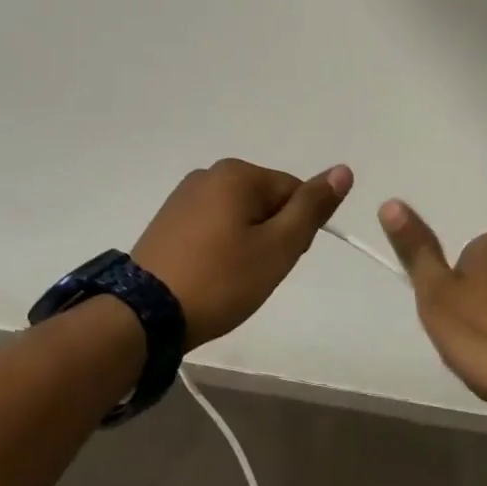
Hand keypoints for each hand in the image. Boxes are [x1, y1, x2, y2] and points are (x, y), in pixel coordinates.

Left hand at [133, 158, 353, 348]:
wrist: (143, 315)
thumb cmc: (220, 280)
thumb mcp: (278, 247)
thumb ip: (311, 207)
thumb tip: (343, 169)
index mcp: (237, 173)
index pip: (293, 192)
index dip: (296, 231)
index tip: (279, 262)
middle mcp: (209, 173)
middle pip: (265, 201)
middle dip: (270, 235)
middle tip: (255, 274)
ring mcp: (183, 196)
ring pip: (239, 216)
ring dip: (246, 243)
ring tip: (230, 279)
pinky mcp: (167, 220)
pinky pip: (211, 226)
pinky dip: (220, 248)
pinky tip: (209, 275)